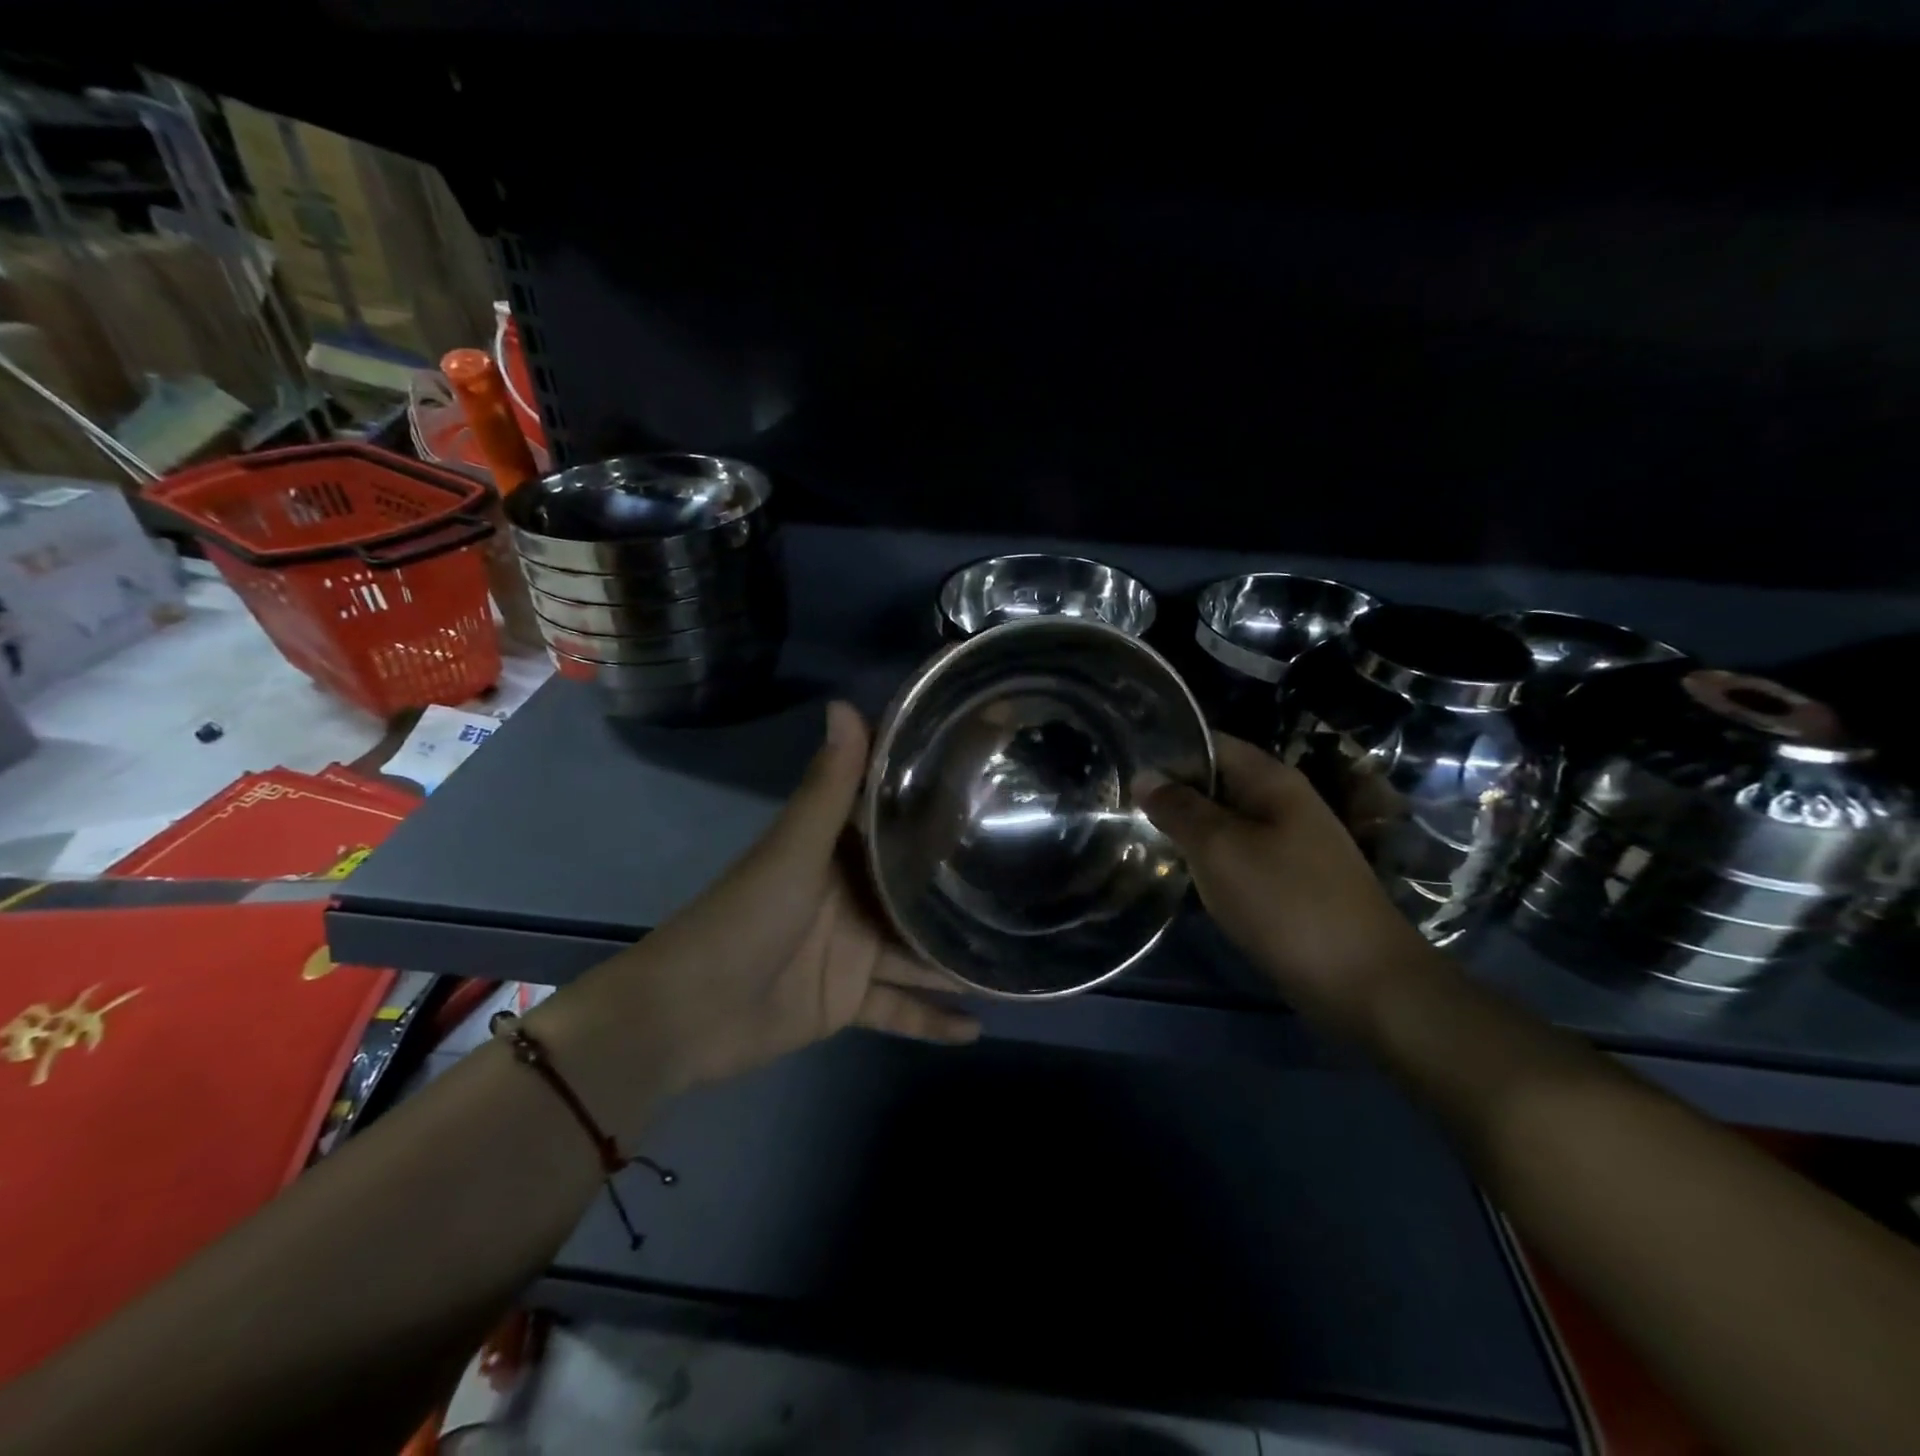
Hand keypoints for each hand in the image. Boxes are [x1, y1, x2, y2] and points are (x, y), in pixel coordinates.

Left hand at [538, 702, 977, 1124]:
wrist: (686, 1015)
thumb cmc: (744, 918)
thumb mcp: (793, 850)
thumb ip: (828, 787)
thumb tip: (846, 704)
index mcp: (839, 852)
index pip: (897, 820)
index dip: (940, 804)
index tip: (996, 789)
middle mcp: (853, 896)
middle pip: (917, 889)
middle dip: (963, 886)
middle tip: (1032, 880)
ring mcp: (854, 950)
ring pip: (919, 951)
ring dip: (959, 956)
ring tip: (1020, 955)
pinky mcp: (848, 999)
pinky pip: (901, 1009)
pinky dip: (932, 1019)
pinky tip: (978, 1027)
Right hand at [1141, 734, 1437, 1029]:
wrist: (1363, 981)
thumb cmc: (1286, 902)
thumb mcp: (1220, 849)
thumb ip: (1179, 809)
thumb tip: (1145, 776)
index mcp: (1272, 781)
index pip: (1211, 743)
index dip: (1168, 752)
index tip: (1124, 768)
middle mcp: (1284, 803)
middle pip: (1217, 782)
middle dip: (1172, 792)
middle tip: (1121, 808)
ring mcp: (1290, 843)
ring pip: (1225, 821)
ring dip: (1188, 829)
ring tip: (1139, 837)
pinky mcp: (1290, 880)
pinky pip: (1239, 855)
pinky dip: (1209, 859)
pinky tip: (1182, 874)